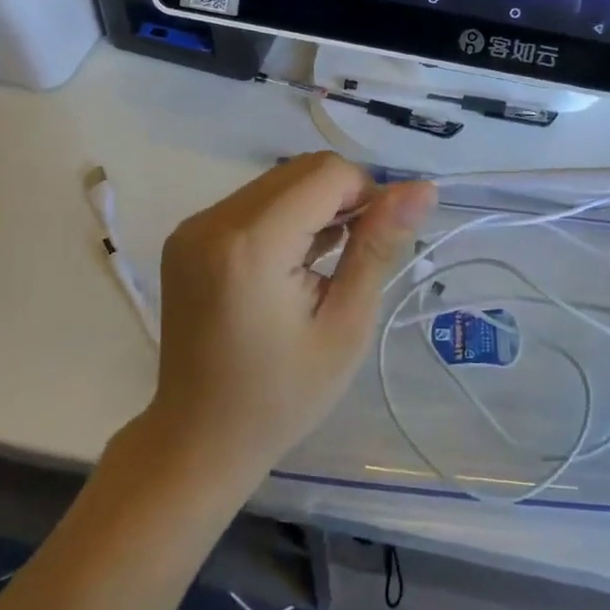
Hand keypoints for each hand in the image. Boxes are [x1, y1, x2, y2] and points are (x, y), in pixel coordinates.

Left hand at [148, 152, 435, 485]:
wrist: (198, 440)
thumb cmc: (282, 395)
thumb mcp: (345, 325)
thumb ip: (379, 246)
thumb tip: (422, 189)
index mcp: (252, 244)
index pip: (327, 173)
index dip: (365, 195)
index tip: (374, 245)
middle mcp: (214, 220)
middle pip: (301, 170)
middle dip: (341, 198)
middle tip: (352, 256)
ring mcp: (194, 225)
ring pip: (279, 180)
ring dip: (313, 205)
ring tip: (322, 264)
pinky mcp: (188, 235)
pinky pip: (254, 199)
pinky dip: (284, 215)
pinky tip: (292, 262)